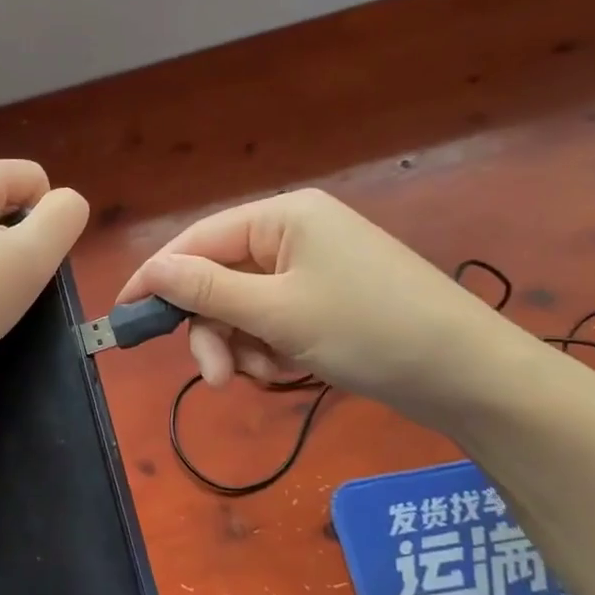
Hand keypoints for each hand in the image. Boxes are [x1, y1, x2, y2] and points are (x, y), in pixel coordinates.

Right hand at [116, 188, 531, 425]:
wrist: (469, 376)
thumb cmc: (369, 329)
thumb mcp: (278, 311)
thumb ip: (206, 288)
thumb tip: (149, 270)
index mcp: (282, 216)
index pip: (198, 239)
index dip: (157, 276)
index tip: (125, 315)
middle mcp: (294, 234)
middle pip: (219, 277)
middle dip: (213, 328)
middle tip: (216, 378)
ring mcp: (312, 268)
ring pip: (243, 306)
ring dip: (241, 344)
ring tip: (264, 375)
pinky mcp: (326, 300)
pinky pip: (273, 321)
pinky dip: (269, 349)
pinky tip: (289, 370)